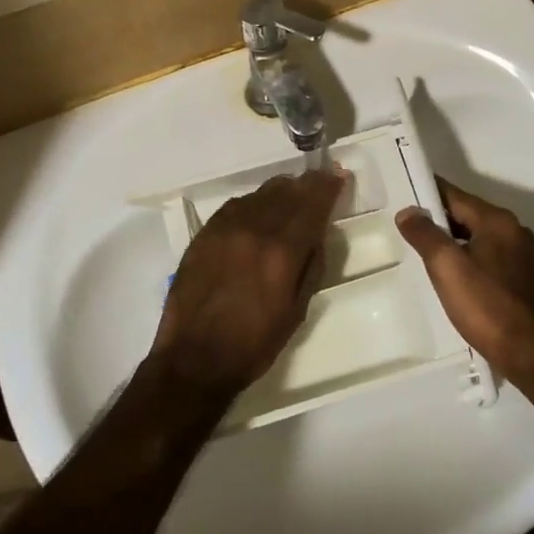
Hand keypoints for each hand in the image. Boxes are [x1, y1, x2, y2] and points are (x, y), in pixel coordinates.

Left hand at [151, 169, 345, 396]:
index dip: (328, 186)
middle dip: (307, 185)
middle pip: (287, 191)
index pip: (312, 204)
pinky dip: (255, 203)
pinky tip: (260, 212)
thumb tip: (318, 232)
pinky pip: (237, 205)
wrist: (194, 359)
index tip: (338, 174)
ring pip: (261, 193)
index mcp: (282, 251)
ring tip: (292, 196)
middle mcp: (254, 229)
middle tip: (320, 182)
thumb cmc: (254, 343)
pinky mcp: (204, 233)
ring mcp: (225, 227)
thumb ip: (312, 264)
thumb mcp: (298, 310)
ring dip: (282, 191)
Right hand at [395, 177, 533, 374]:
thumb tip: (408, 211)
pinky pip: (487, 256)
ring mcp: (521, 255)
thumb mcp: (447, 267)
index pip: (455, 195)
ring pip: (477, 236)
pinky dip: (467, 258)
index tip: (401, 195)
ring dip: (452, 241)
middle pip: (467, 214)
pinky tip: (451, 276)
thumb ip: (425, 235)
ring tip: (423, 252)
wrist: (532, 356)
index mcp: (497, 220)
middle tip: (406, 227)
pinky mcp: (522, 279)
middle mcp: (513, 230)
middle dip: (437, 219)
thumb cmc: (487, 306)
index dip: (427, 194)